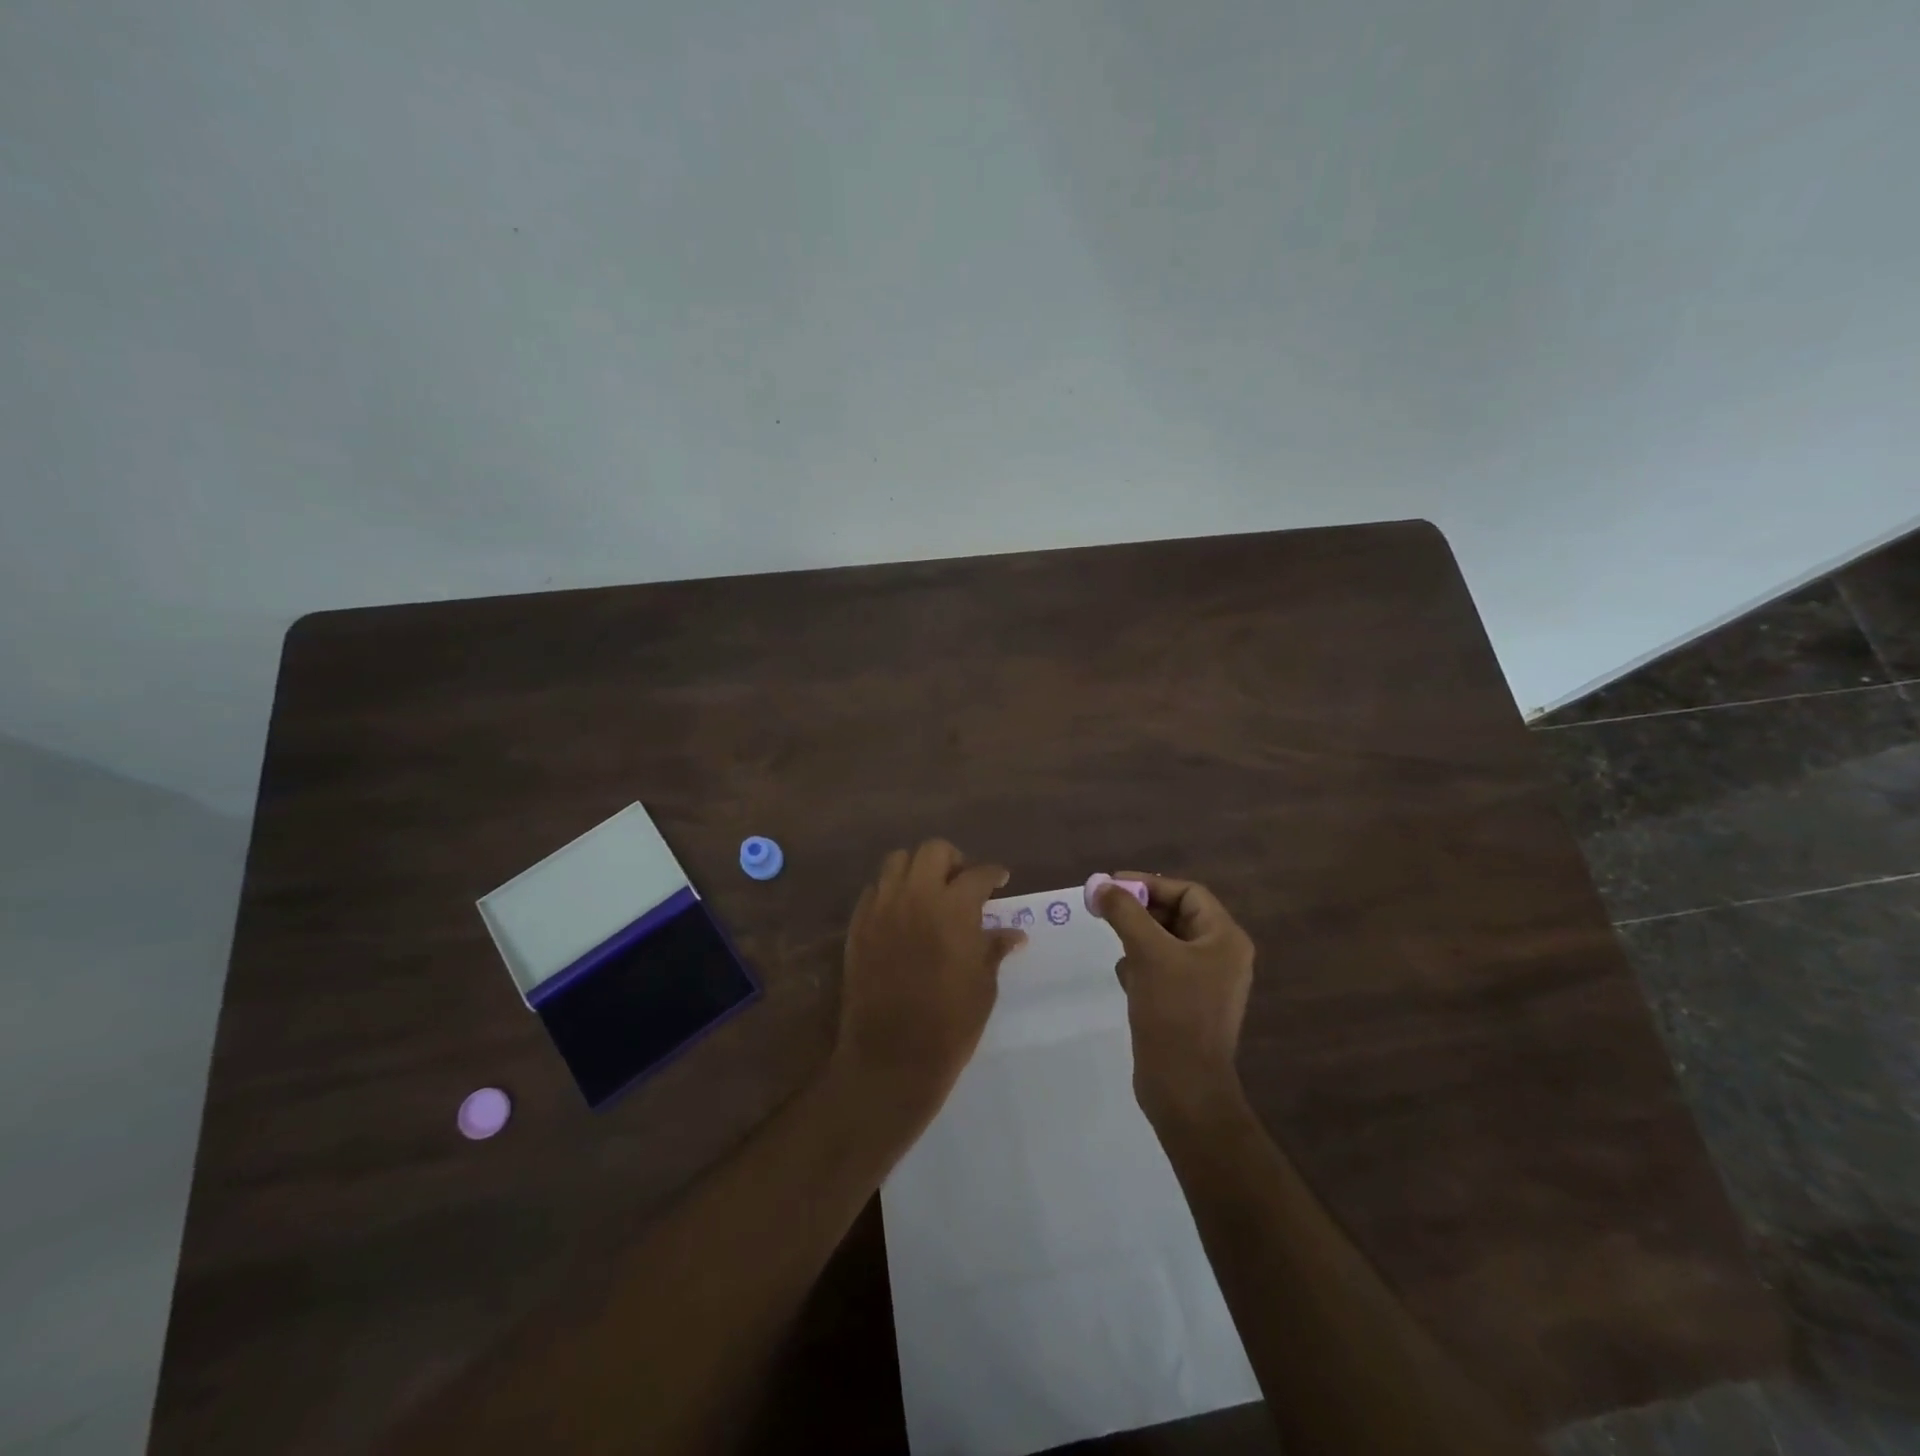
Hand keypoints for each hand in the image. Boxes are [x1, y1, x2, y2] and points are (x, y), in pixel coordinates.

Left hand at [833, 840, 1027, 1141]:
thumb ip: (994, 949)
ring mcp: (882, 908)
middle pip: (933, 850)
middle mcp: (916, 896)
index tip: (999, 880)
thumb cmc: (950, 1023)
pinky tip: (901, 914)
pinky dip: (891, 891)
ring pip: (897, 861)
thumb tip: (1014, 933)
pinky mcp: (858, 925)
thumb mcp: (984, 985)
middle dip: (953, 860)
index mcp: (954, 908)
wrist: (891, 1056)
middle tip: (962, 882)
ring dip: (917, 869)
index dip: (993, 873)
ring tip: (929, 892)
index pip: (978, 874)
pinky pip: (874, 890)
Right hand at [1099, 873, 1255, 1127]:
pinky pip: (1161, 969)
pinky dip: (1141, 966)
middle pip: (1176, 915)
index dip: (1149, 884)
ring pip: (1165, 943)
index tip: (1111, 886)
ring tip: (1115, 945)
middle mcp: (1220, 956)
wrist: (1184, 1088)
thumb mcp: (1148, 953)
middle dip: (1139, 911)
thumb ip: (1124, 912)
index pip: (1187, 892)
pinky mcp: (1186, 1005)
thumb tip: (1100, 884)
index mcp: (1225, 939)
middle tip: (1103, 910)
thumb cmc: (1173, 1012)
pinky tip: (1125, 978)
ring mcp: (1205, 983)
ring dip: (1137, 938)